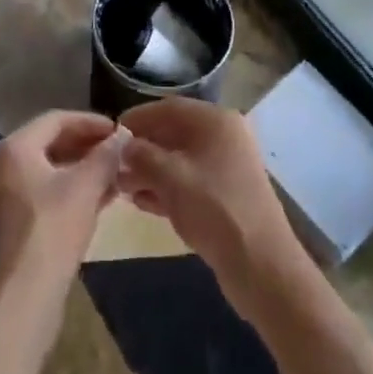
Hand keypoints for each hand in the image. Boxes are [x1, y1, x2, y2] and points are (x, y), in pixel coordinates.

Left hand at [0, 110, 124, 315]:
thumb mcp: (85, 187)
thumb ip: (105, 156)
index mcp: (15, 148)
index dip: (91, 122)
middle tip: (119, 152)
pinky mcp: (12, 225)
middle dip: (88, 146)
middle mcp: (3, 167)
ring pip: (50, 171)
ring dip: (83, 170)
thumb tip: (122, 137)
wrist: (20, 300)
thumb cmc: (51, 231)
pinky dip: (72, 192)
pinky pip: (46, 195)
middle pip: (51, 144)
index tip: (119, 130)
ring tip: (116, 175)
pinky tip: (100, 201)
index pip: (57, 120)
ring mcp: (5, 197)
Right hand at [116, 99, 309, 325]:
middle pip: (174, 133)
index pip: (169, 108)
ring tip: (122, 186)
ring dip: (150, 170)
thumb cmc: (214, 208)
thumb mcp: (171, 177)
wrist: (261, 264)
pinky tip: (141, 201)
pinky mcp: (224, 194)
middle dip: (143, 148)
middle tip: (114, 164)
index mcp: (216, 121)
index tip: (112, 132)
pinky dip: (165, 188)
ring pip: (180, 160)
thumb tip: (125, 146)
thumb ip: (143, 155)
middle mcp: (223, 137)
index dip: (139, 118)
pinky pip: (189, 181)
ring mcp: (226, 167)